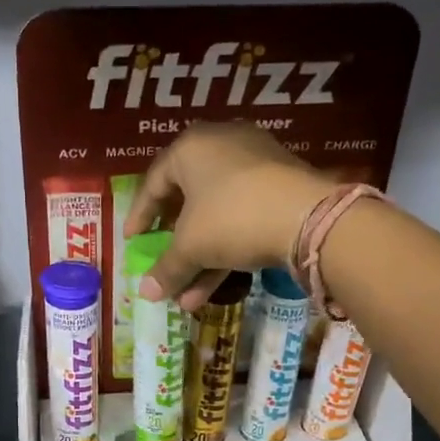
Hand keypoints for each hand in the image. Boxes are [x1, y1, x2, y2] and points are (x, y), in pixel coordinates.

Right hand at [123, 123, 333, 311]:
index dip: (140, 216)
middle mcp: (222, 145)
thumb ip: (166, 269)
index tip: (132, 241)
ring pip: (216, 214)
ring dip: (200, 257)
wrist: (307, 217)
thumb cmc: (232, 218)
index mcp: (191, 147)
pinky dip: (226, 247)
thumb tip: (145, 294)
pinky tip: (214, 286)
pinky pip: (241, 216)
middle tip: (163, 262)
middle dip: (174, 243)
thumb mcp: (191, 247)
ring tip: (187, 295)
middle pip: (187, 198)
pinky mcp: (280, 186)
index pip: (154, 182)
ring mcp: (255, 164)